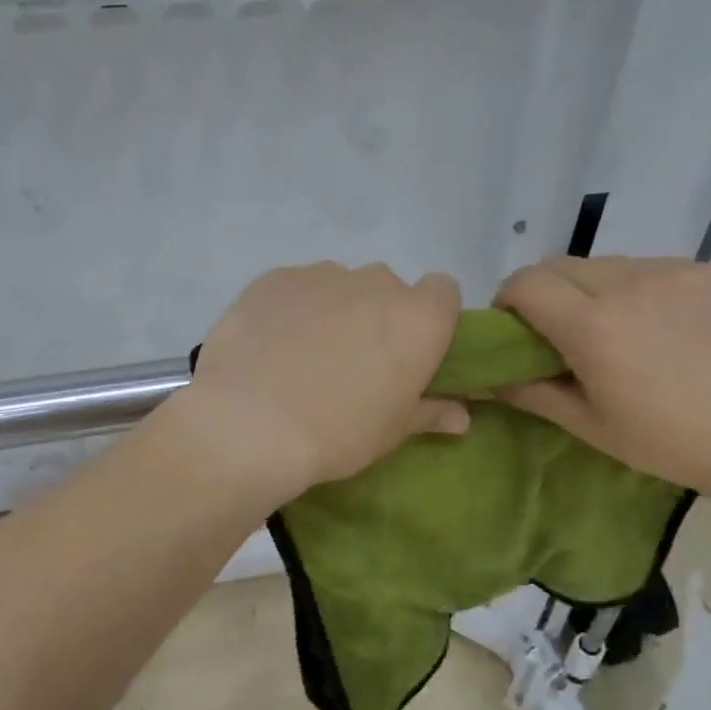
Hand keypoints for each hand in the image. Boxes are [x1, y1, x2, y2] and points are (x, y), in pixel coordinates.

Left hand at [180, 263, 468, 504]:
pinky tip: (268, 347)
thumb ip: (430, 412)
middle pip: (387, 289)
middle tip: (352, 363)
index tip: (410, 351)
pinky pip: (293, 289)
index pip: (443, 292)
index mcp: (418, 318)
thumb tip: (461, 416)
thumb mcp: (391, 431)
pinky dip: (289, 310)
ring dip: (331, 311)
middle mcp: (375, 283)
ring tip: (301, 357)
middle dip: (376, 316)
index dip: (430, 319)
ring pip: (338, 286)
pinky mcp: (273, 279)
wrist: (250, 426)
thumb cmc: (337, 434)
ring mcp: (321, 275)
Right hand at [494, 257, 710, 503]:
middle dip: (543, 293)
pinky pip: (647, 268)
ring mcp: (672, 271)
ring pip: (603, 264)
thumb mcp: (587, 424)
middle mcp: (629, 284)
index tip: (514, 331)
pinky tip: (656, 326)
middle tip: (556, 333)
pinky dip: (632, 289)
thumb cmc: (666, 441)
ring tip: (613, 331)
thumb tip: (486, 377)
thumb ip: (530, 391)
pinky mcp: (706, 271)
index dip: (507, 302)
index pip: (525, 283)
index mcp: (593, 326)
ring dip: (588, 289)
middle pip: (558, 265)